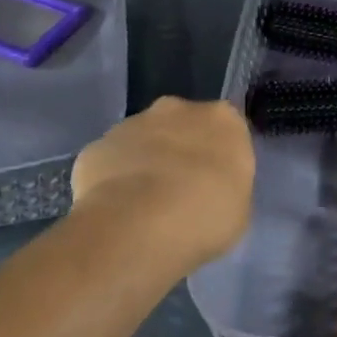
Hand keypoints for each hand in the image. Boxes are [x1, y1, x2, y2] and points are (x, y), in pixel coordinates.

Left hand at [71, 97, 254, 267]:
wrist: (138, 227)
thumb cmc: (204, 218)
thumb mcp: (239, 209)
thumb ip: (227, 187)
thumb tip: (212, 188)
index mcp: (223, 120)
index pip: (227, 131)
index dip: (220, 158)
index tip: (215, 183)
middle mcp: (178, 109)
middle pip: (183, 125)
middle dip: (181, 151)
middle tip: (181, 192)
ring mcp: (132, 123)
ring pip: (143, 140)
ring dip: (146, 163)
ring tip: (144, 207)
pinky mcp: (97, 146)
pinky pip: (111, 161)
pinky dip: (113, 180)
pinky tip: (116, 210)